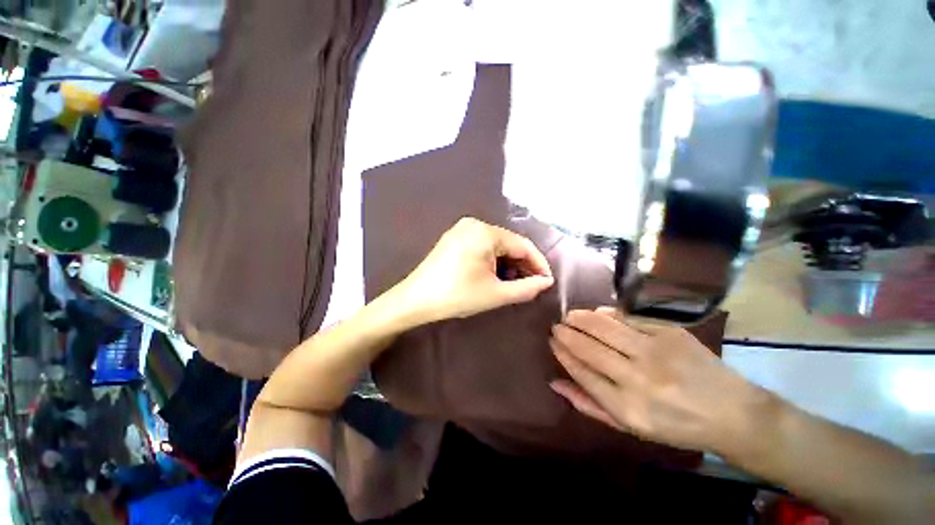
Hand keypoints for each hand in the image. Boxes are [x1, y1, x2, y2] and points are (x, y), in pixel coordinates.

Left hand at [395, 218, 553, 324]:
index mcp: (485, 232)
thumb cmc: (457, 296)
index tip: (547, 281)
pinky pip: (482, 246)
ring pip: (496, 245)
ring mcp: (462, 229)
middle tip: (532, 285)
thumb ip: (526, 288)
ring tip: (515, 283)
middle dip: (522, 264)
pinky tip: (496, 275)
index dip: (538, 263)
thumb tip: (546, 282)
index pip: (522, 245)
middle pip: (509, 243)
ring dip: (508, 263)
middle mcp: (474, 224)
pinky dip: (493, 260)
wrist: (416, 300)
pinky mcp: (454, 238)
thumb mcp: (496, 294)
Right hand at [550, 308, 766, 453]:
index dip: (562, 353)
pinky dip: (607, 313)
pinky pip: (627, 317)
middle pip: (588, 346)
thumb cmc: (676, 426)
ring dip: (581, 318)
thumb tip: (555, 383)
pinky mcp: (670, 333)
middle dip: (566, 333)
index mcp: (627, 407)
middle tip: (556, 326)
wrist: (733, 413)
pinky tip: (598, 313)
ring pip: (604, 326)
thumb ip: (589, 405)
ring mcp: (655, 352)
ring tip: (570, 316)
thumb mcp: (629, 427)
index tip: (552, 342)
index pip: (581, 371)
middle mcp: (638, 378)